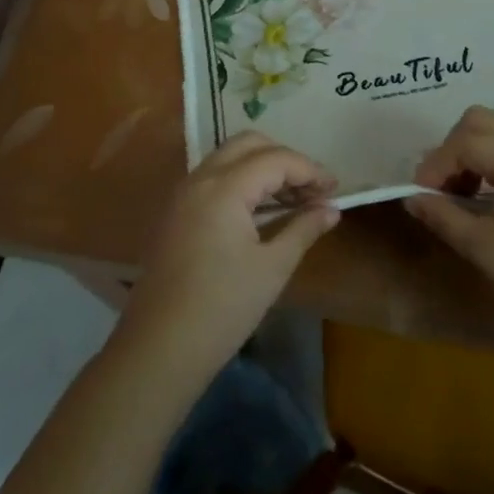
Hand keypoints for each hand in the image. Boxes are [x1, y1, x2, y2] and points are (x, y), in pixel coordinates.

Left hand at [116, 132, 338, 387]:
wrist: (158, 350)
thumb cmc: (222, 308)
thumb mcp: (272, 268)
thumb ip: (303, 229)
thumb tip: (331, 210)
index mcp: (224, 187)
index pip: (276, 159)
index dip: (310, 170)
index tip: (335, 189)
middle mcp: (200, 178)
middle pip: (249, 144)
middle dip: (285, 159)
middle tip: (312, 189)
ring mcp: (183, 193)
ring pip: (229, 157)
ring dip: (262, 168)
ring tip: (293, 199)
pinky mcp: (176, 212)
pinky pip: (214, 177)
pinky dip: (241, 181)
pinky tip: (261, 210)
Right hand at [406, 106, 493, 346]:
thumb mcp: (485, 248)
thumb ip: (443, 216)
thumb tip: (412, 198)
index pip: (464, 143)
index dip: (435, 166)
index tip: (420, 196)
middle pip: (479, 121)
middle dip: (452, 150)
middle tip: (441, 189)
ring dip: (473, 152)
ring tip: (463, 194)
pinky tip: (492, 195)